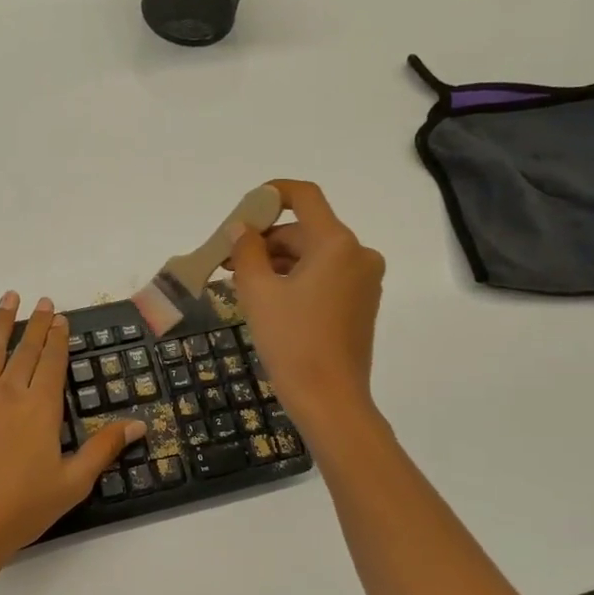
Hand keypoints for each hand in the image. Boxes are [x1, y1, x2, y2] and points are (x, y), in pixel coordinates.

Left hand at [0, 291, 144, 574]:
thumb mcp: (73, 482)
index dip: (58, 338)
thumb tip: (139, 423)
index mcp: (41, 408)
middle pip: (26, 351)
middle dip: (36, 324)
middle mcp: (9, 393)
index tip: (60, 318)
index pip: (53, 362)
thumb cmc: (22, 508)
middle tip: (42, 301)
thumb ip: (104, 448)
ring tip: (9, 298)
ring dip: (1, 322)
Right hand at [227, 180, 384, 434]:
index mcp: (337, 244)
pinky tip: (267, 296)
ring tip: (240, 281)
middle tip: (228, 258)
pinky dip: (296, 278)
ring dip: (278, 261)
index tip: (244, 209)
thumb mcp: (258, 292)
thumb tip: (241, 228)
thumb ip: (246, 251)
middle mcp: (358, 254)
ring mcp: (364, 280)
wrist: (330, 400)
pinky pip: (325, 275)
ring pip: (314, 254)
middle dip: (266, 238)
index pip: (305, 197)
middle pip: (306, 229)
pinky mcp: (362, 302)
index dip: (272, 194)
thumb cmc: (292, 341)